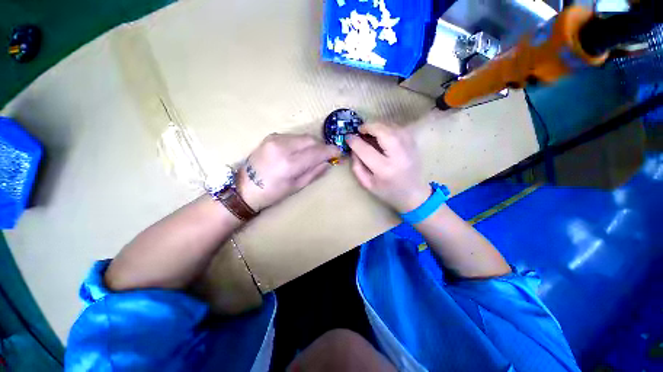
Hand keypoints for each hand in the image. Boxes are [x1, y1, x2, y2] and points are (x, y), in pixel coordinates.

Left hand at [236, 134, 340, 210]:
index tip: (338, 152)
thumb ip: (314, 172)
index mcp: (289, 163)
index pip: (316, 152)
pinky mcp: (271, 136)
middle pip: (311, 140)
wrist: (245, 187)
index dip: (330, 151)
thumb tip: (328, 162)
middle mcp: (282, 146)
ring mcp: (275, 139)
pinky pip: (293, 136)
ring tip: (312, 155)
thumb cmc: (272, 192)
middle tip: (325, 155)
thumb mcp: (296, 186)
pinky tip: (298, 152)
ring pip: (303, 136)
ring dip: (311, 144)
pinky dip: (300, 143)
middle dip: (321, 146)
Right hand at [346, 123, 429, 213]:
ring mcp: (409, 148)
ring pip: (392, 127)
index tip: (348, 137)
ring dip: (378, 125)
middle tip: (360, 129)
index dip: (355, 141)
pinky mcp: (414, 144)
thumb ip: (357, 167)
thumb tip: (353, 149)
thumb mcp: (367, 184)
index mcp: (384, 169)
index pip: (366, 150)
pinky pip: (400, 129)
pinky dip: (388, 127)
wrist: (413, 194)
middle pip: (383, 132)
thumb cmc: (388, 192)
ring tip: (369, 130)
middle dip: (369, 127)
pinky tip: (382, 132)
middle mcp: (398, 156)